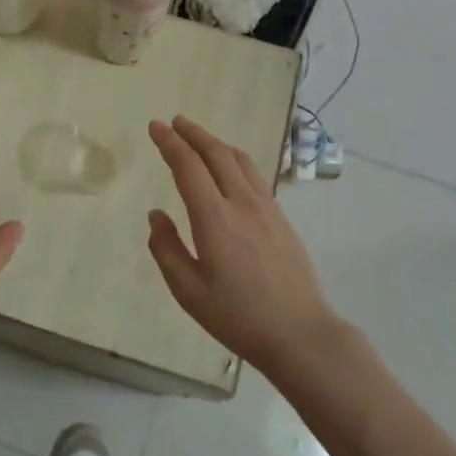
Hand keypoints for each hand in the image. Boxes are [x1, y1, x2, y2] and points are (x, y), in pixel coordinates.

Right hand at [147, 116, 339, 378]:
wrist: (300, 333)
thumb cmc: (238, 317)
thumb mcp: (189, 291)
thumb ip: (167, 249)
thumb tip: (156, 214)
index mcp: (215, 219)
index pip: (188, 166)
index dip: (169, 143)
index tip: (155, 127)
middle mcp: (242, 203)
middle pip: (216, 153)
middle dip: (193, 133)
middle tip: (174, 122)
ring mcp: (267, 207)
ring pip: (239, 160)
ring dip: (215, 143)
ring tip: (199, 138)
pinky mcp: (281, 217)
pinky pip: (254, 174)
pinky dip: (234, 159)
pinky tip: (230, 168)